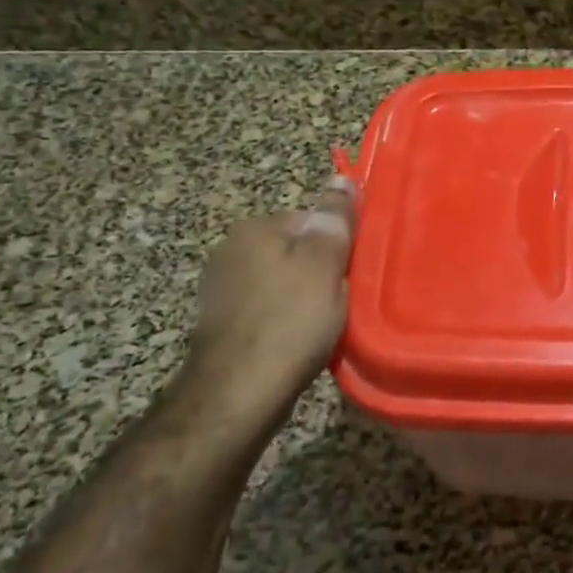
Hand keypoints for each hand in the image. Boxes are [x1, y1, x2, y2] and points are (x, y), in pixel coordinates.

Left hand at [182, 177, 356, 427]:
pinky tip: (299, 341)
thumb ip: (335, 220)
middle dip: (321, 273)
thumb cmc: (289, 321)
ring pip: (283, 282)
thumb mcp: (324, 264)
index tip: (351, 273)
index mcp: (254, 228)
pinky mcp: (221, 323)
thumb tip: (342, 180)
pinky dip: (286, 320)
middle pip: (296, 251)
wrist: (238, 392)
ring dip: (305, 299)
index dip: (337, 246)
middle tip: (341, 302)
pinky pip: (268, 309)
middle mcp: (230, 250)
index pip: (311, 220)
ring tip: (323, 326)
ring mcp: (221, 288)